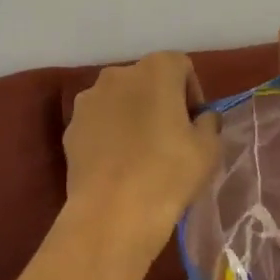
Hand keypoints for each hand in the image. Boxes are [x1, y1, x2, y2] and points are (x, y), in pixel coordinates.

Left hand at [64, 52, 220, 245]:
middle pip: (147, 81)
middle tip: (172, 138)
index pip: (181, 67)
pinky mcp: (70, 128)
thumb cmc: (169, 173)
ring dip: (133, 116)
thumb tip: (201, 118)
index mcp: (156, 70)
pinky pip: (99, 123)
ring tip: (142, 153)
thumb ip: (209, 122)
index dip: (192, 94)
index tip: (195, 124)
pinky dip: (110, 134)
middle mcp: (118, 74)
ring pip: (120, 101)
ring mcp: (88, 100)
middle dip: (160, 102)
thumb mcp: (209, 148)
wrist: (112, 213)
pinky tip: (119, 165)